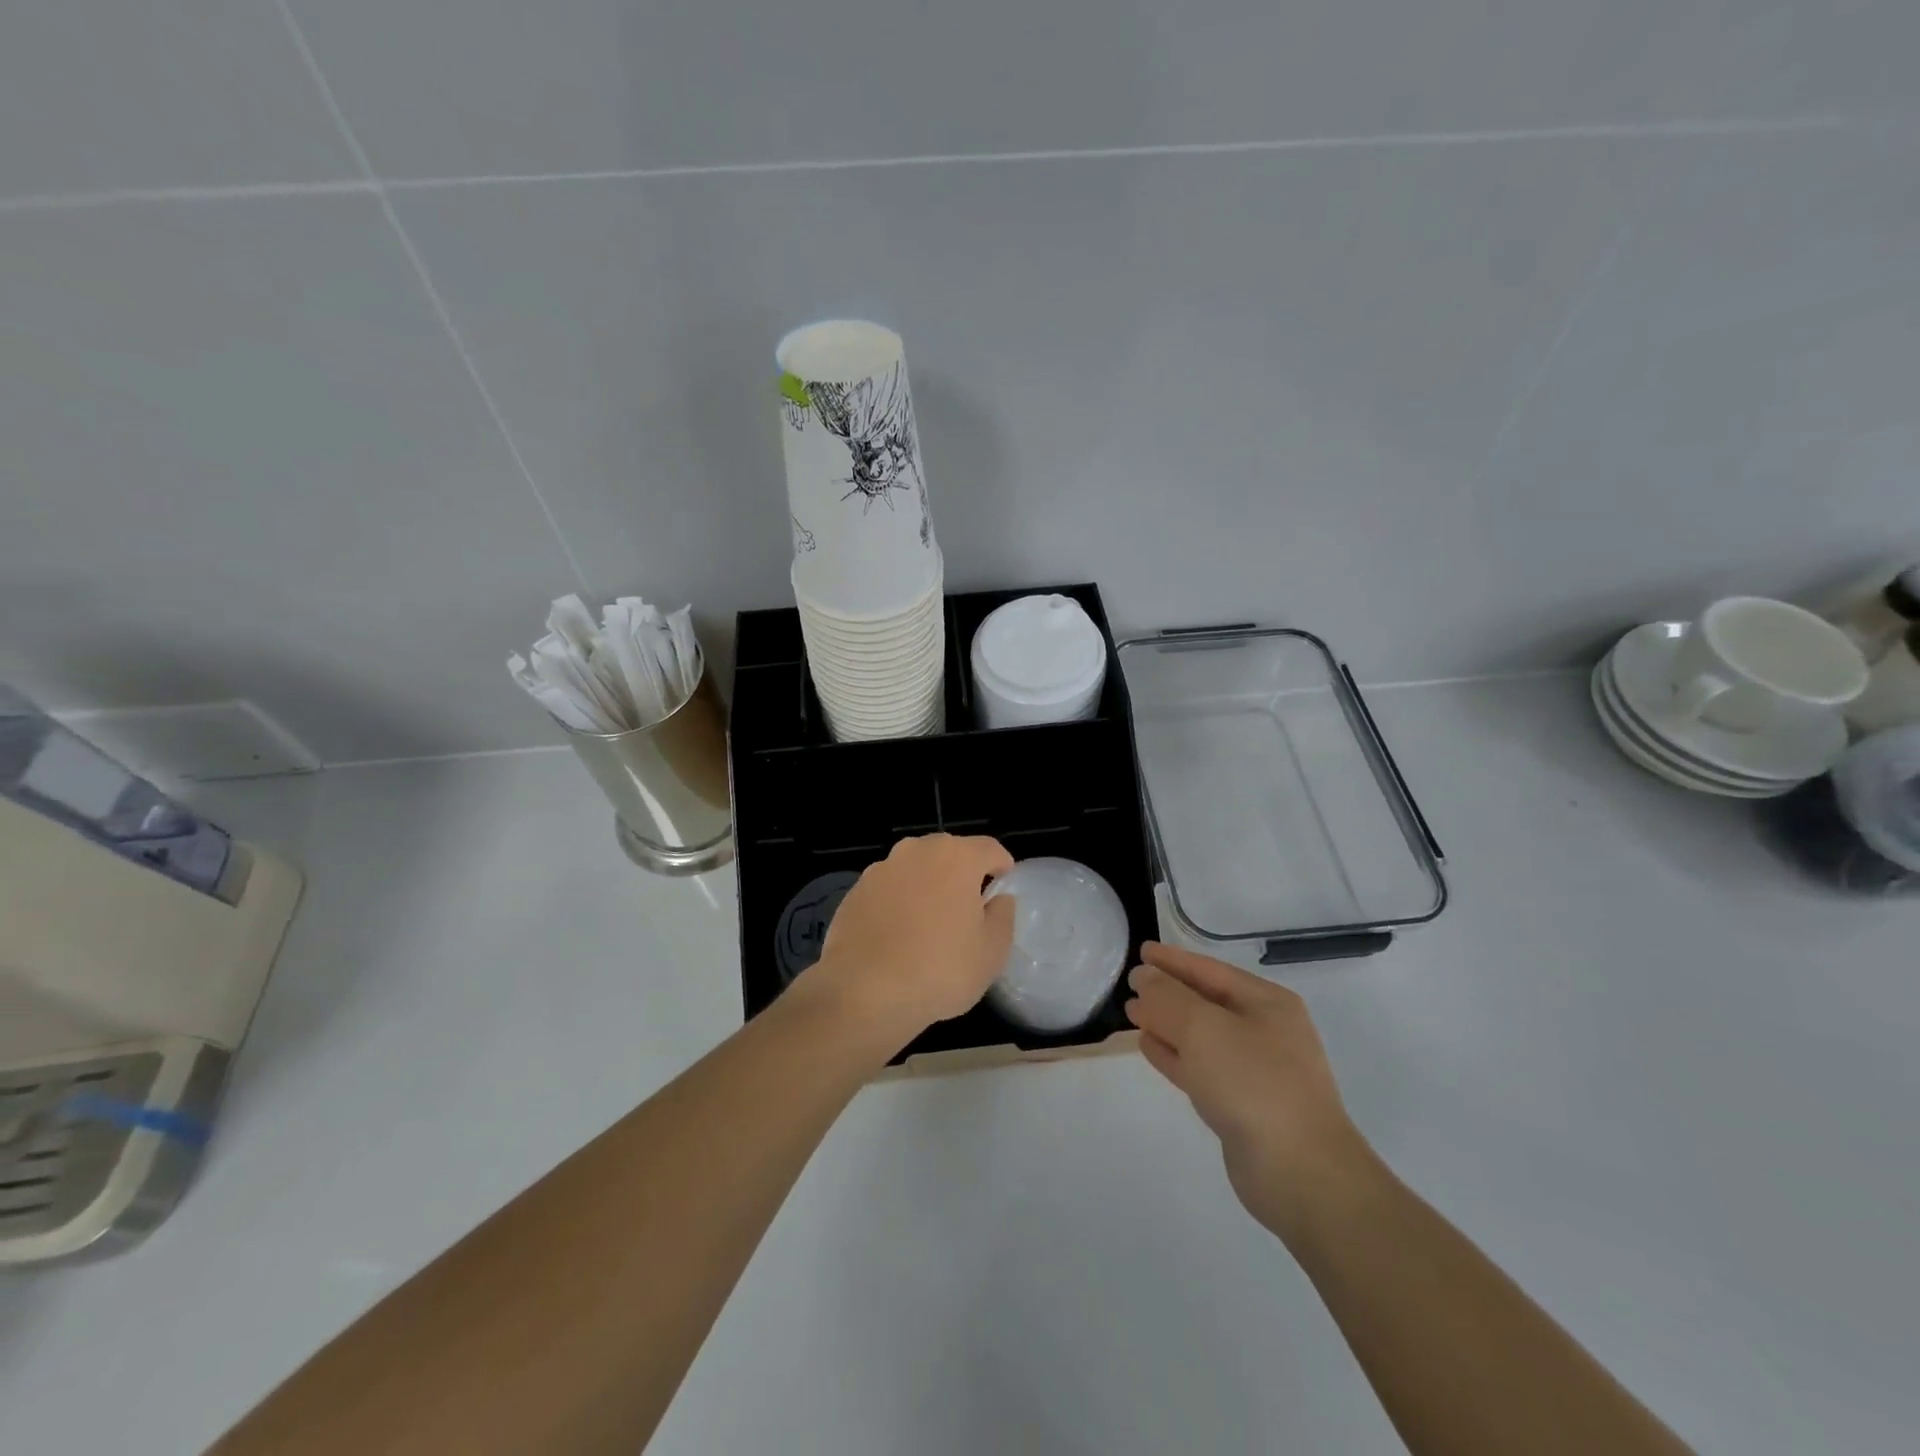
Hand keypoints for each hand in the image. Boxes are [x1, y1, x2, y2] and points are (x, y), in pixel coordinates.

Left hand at [812, 833, 1015, 1047]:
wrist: (862, 993)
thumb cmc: (939, 970)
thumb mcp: (992, 951)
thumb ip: (1002, 915)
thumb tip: (997, 899)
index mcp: (955, 857)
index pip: (989, 848)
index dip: (1002, 867)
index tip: (1003, 889)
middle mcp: (916, 851)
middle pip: (949, 853)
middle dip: (962, 874)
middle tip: (968, 910)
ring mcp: (880, 869)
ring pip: (916, 870)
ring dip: (928, 887)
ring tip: (930, 926)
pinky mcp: (855, 891)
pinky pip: (889, 890)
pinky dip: (898, 903)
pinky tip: (898, 937)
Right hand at [1125, 942, 1375, 1243]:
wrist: (1301, 1173)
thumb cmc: (1253, 1083)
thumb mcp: (1203, 1028)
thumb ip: (1168, 998)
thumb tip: (1145, 978)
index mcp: (1267, 1003)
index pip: (1210, 970)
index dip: (1173, 959)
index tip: (1140, 951)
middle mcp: (1265, 1031)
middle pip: (1206, 1001)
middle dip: (1167, 992)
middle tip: (1130, 985)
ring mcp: (1256, 1071)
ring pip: (1201, 1036)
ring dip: (1166, 1023)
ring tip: (1133, 1014)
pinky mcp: (1243, 1105)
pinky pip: (1201, 1067)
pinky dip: (1175, 1055)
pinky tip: (1148, 1047)